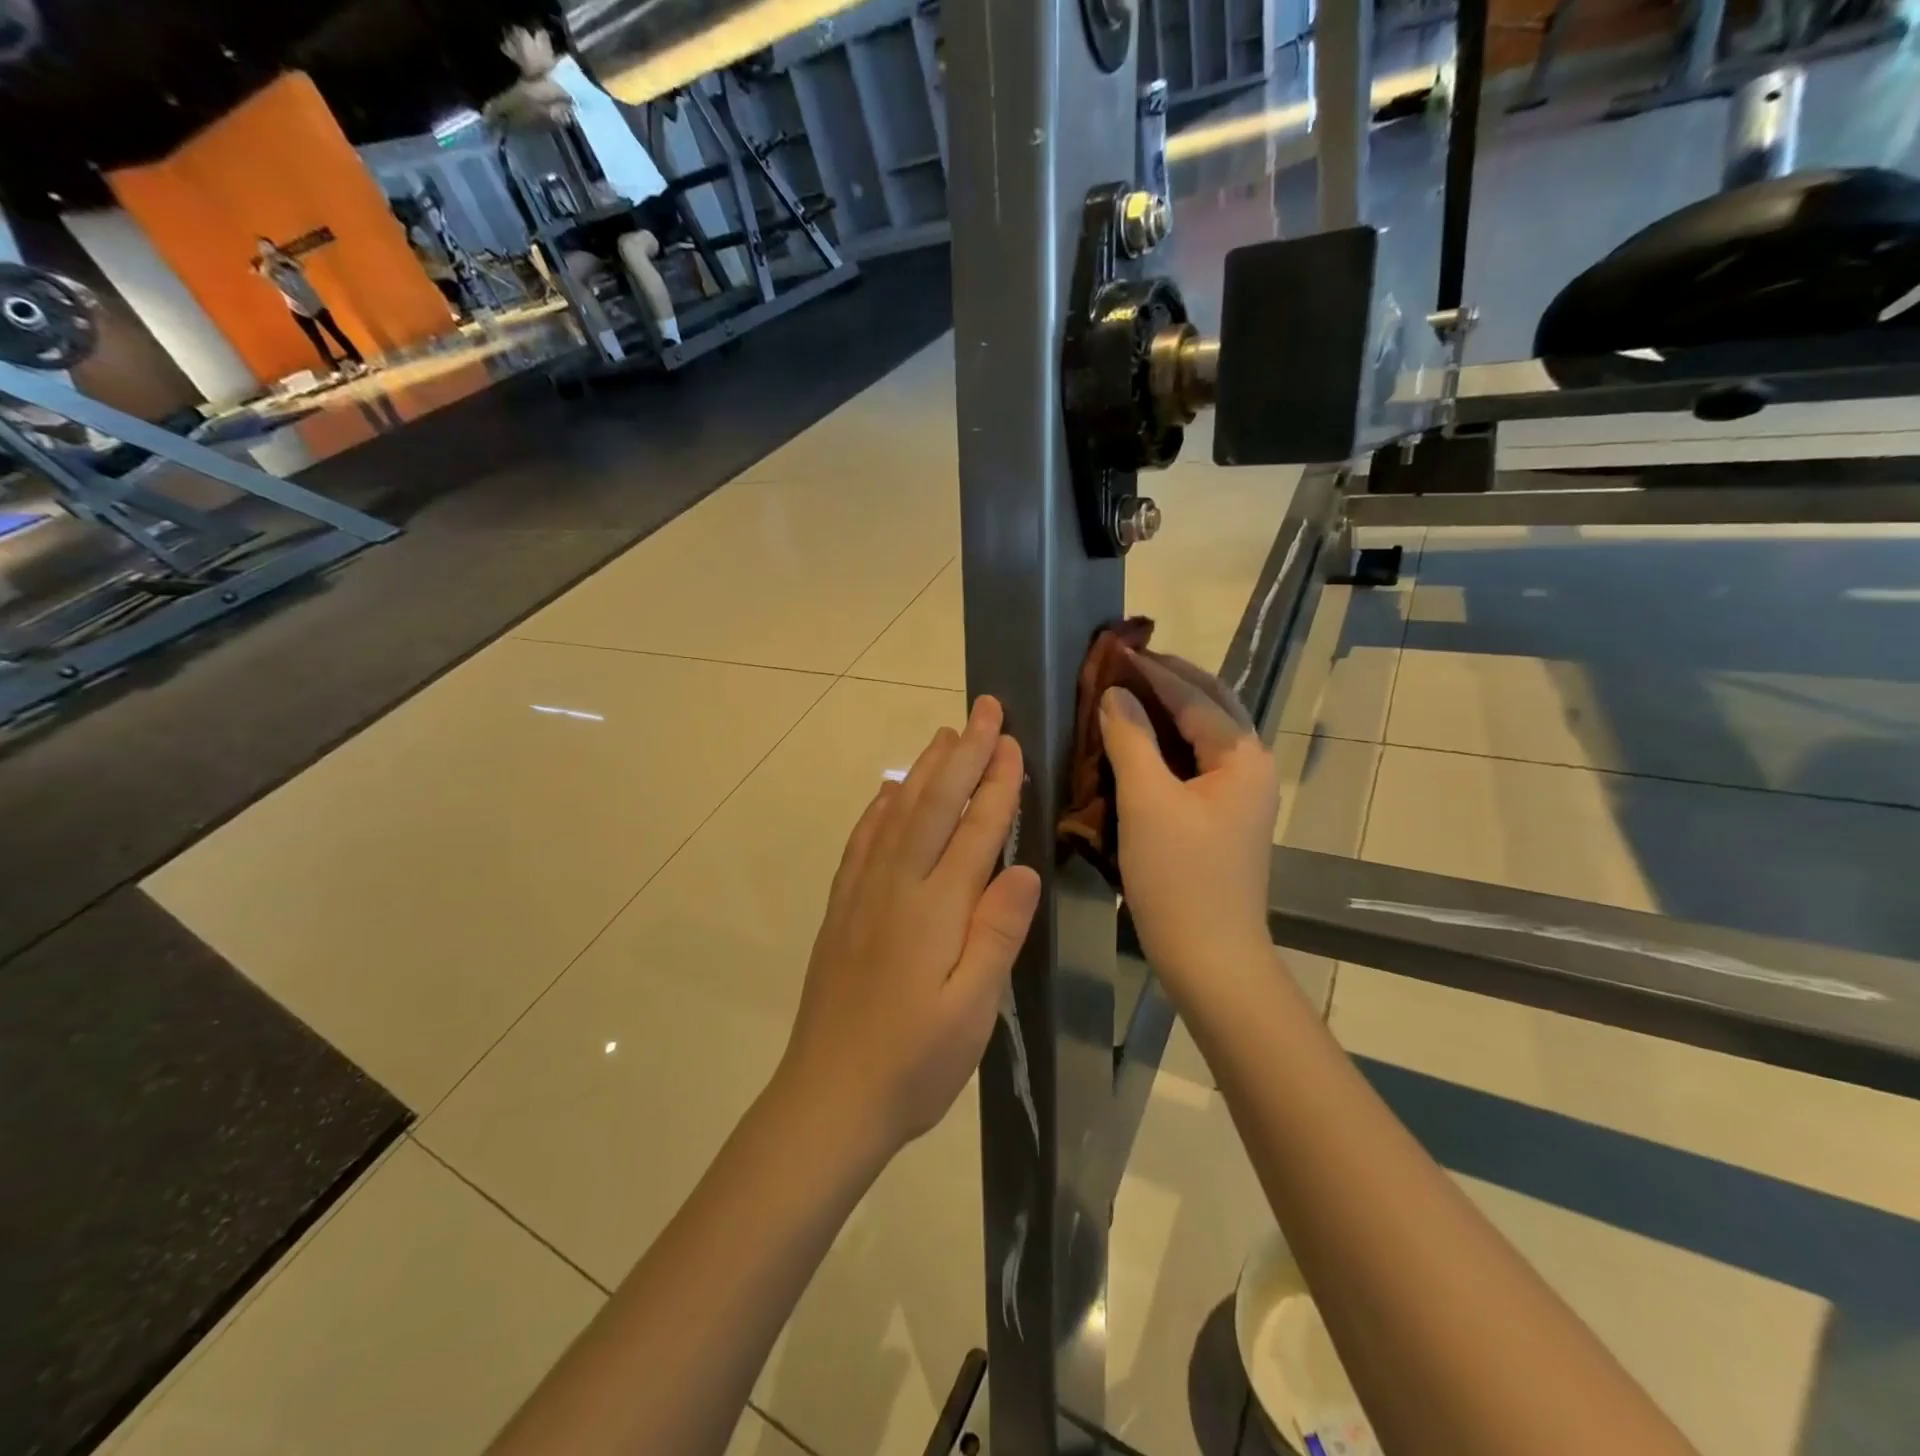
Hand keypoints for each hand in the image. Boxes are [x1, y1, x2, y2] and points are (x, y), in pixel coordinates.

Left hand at [780, 696, 1041, 1159]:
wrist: (828, 1099)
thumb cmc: (914, 1063)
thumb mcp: (972, 1010)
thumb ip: (996, 933)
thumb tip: (1021, 867)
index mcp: (935, 908)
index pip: (975, 829)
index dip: (996, 783)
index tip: (1012, 740)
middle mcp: (896, 886)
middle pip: (934, 804)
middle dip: (963, 753)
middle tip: (983, 708)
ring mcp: (863, 894)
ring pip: (897, 812)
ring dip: (924, 769)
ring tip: (943, 734)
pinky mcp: (843, 909)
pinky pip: (863, 841)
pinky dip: (880, 806)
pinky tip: (888, 791)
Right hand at [1100, 653, 1277, 991]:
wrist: (1210, 957)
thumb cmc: (1179, 877)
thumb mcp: (1147, 802)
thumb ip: (1130, 739)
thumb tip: (1114, 694)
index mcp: (1242, 757)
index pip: (1195, 696)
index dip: (1153, 671)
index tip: (1114, 651)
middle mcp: (1250, 767)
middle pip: (1210, 707)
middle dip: (1169, 681)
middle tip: (1124, 664)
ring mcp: (1240, 795)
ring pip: (1202, 736)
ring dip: (1167, 711)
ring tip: (1125, 694)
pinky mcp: (1223, 817)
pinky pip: (1194, 763)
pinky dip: (1166, 745)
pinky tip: (1136, 743)